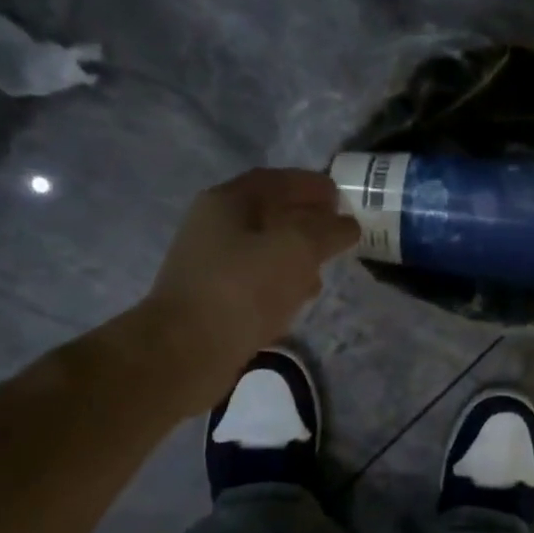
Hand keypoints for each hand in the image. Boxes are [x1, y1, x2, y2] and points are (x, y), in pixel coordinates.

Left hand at [145, 168, 357, 390]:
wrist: (187, 351)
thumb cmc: (243, 288)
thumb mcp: (296, 249)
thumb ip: (327, 231)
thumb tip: (347, 224)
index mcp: (227, 202)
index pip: (275, 181)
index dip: (310, 185)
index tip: (340, 196)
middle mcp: (213, 227)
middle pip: (268, 214)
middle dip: (305, 220)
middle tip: (338, 231)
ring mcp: (210, 266)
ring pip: (263, 250)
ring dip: (295, 253)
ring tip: (325, 266)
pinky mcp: (213, 301)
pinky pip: (255, 281)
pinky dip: (281, 282)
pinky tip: (300, 297)